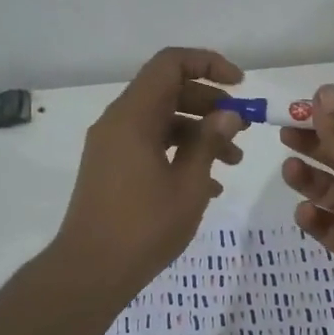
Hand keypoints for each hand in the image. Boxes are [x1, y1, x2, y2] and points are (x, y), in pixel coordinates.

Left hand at [53, 47, 247, 299]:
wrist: (90, 270)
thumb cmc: (143, 226)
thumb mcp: (188, 184)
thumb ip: (210, 142)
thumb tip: (228, 113)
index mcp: (134, 116)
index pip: (171, 64)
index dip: (209, 64)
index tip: (240, 85)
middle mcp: (119, 122)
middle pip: (168, 91)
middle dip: (210, 103)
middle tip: (243, 127)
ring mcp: (112, 146)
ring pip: (162, 121)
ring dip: (199, 133)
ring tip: (234, 161)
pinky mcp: (112, 169)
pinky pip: (150, 145)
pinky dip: (179, 153)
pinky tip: (209, 185)